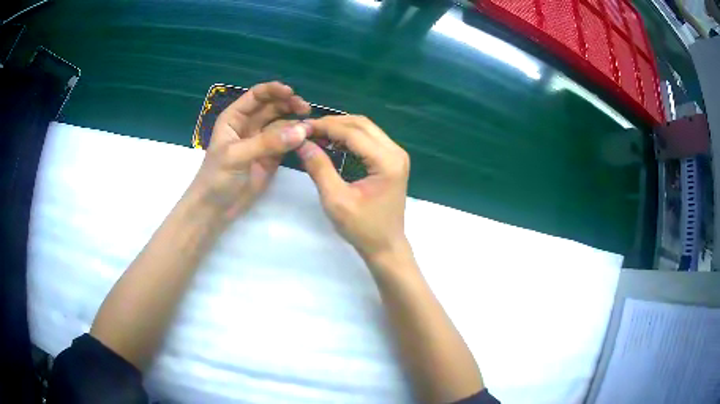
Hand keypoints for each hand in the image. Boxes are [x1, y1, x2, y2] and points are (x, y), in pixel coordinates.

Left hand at [189, 82, 310, 218]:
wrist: (215, 209)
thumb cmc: (217, 178)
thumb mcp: (237, 156)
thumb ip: (267, 143)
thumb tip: (301, 130)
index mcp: (235, 118)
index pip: (256, 96)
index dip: (273, 91)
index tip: (291, 93)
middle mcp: (249, 125)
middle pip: (272, 107)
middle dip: (289, 105)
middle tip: (306, 110)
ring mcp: (261, 141)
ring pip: (282, 124)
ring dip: (295, 123)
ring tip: (310, 127)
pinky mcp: (271, 157)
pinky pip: (287, 143)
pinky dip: (297, 140)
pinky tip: (307, 139)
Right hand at [296, 115, 410, 264]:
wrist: (386, 246)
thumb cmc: (362, 228)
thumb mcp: (336, 200)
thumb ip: (319, 168)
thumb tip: (302, 142)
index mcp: (386, 161)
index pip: (352, 132)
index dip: (325, 126)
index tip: (302, 127)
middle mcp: (396, 152)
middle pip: (361, 124)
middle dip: (333, 123)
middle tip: (308, 130)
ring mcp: (396, 155)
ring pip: (366, 129)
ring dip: (341, 128)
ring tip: (317, 135)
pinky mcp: (392, 161)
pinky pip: (370, 139)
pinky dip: (350, 137)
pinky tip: (333, 143)